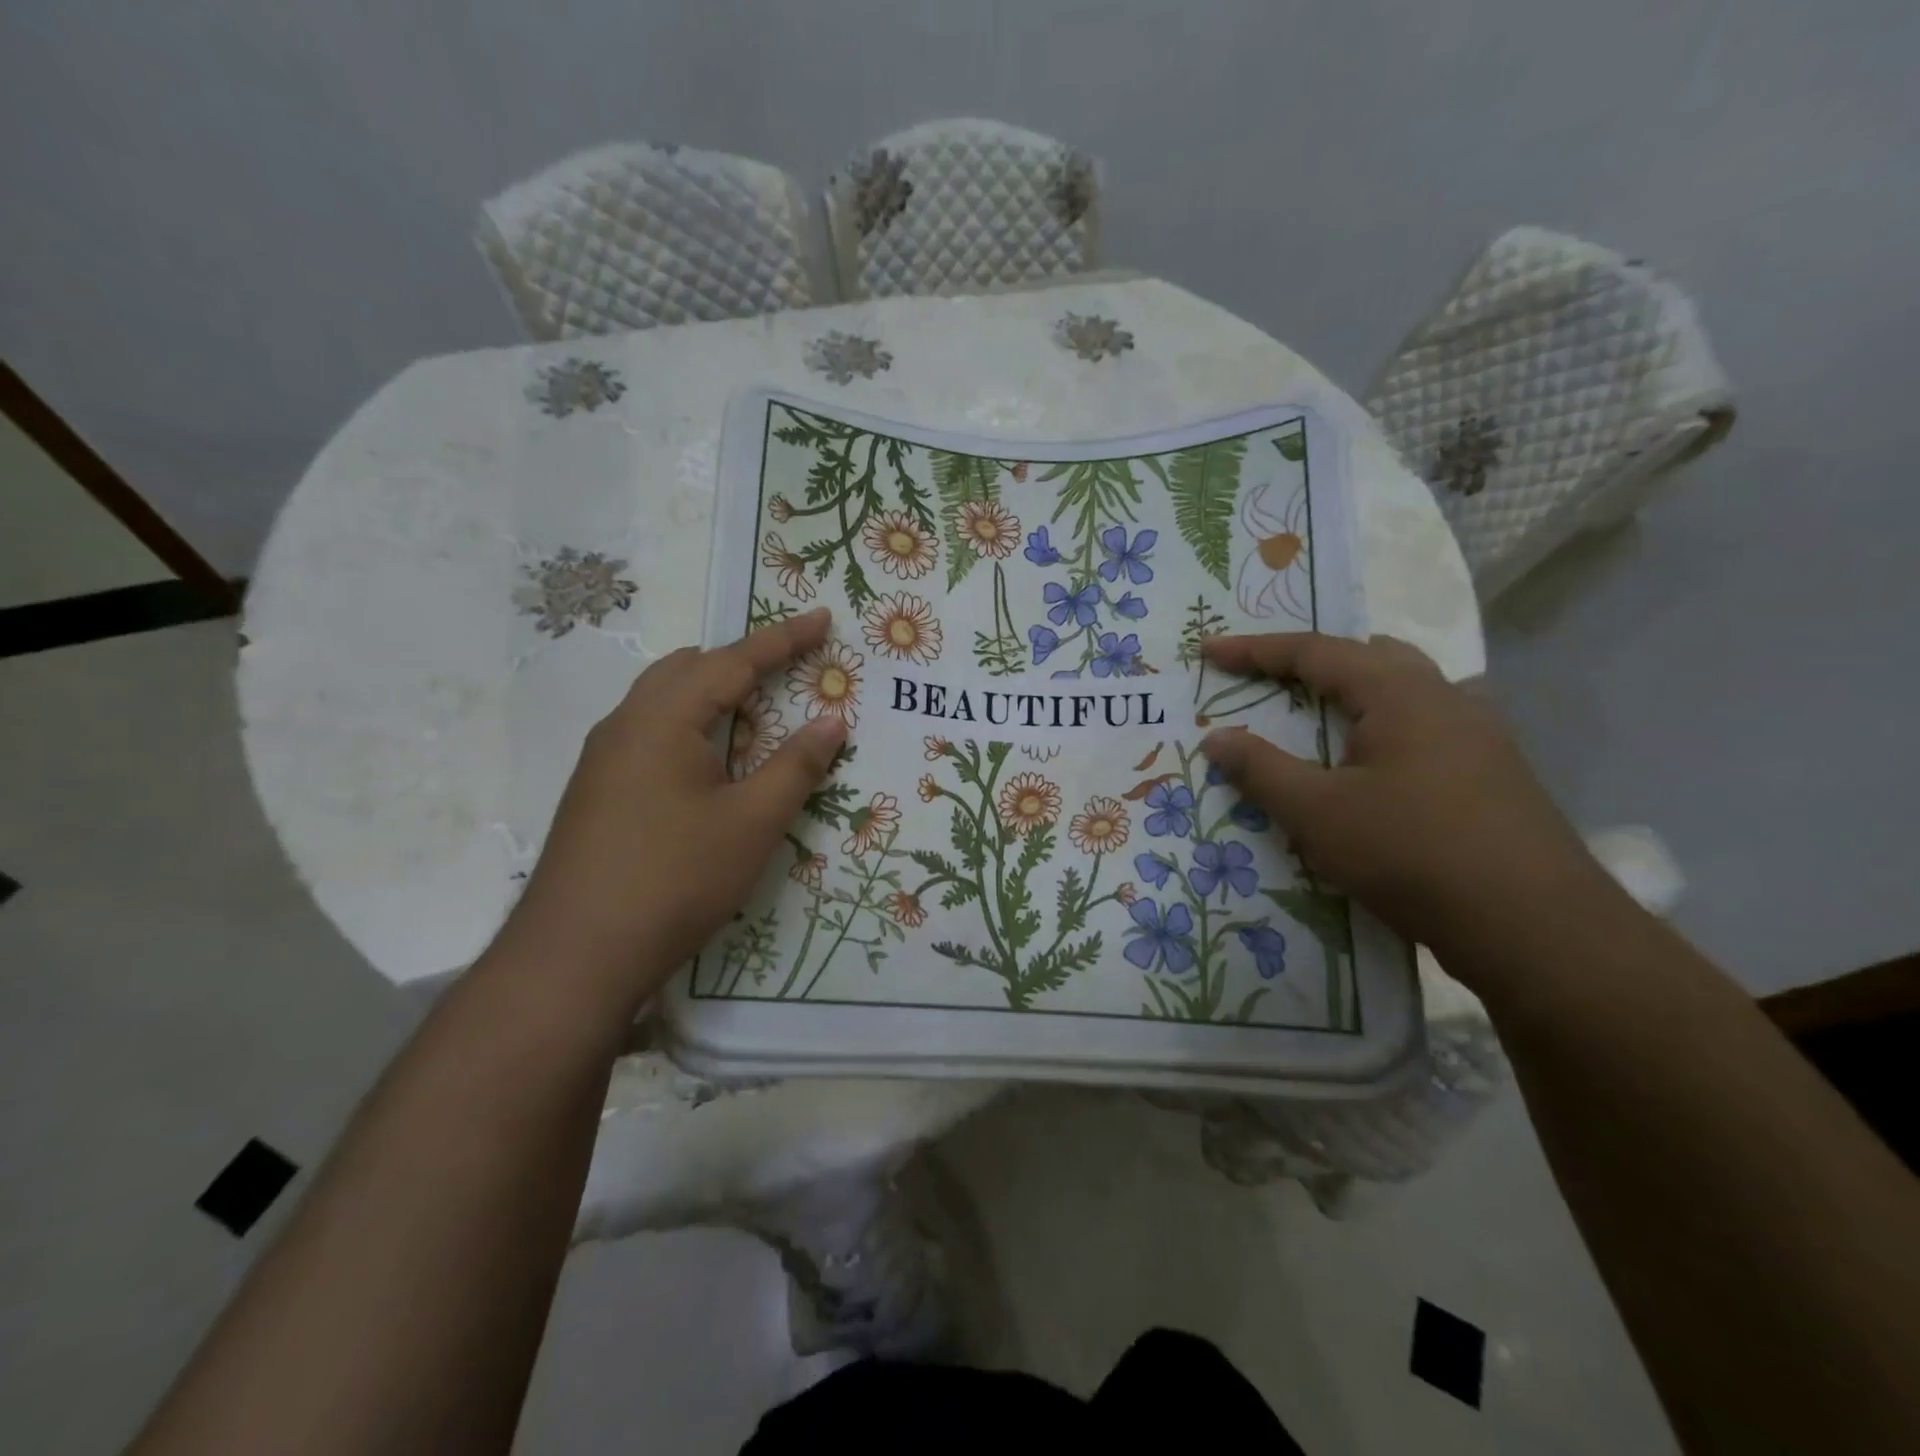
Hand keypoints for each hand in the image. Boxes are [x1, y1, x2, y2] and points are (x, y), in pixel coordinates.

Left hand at [501, 609, 845, 1013]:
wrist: (575, 955)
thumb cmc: (675, 878)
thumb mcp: (752, 822)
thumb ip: (797, 765)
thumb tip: (833, 720)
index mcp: (663, 718)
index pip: (733, 661)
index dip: (783, 640)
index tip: (822, 619)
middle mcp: (626, 723)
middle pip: (690, 669)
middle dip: (743, 664)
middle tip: (791, 674)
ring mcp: (604, 758)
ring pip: (665, 701)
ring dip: (714, 698)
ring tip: (757, 720)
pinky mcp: (597, 790)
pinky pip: (651, 733)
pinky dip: (691, 728)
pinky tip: (710, 767)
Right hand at [1199, 633, 1610, 968]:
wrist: (1535, 929)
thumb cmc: (1411, 853)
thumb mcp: (1317, 812)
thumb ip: (1260, 769)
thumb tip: (1215, 737)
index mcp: (1400, 693)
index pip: (1314, 652)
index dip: (1254, 651)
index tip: (1209, 652)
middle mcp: (1445, 698)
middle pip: (1368, 657)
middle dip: (1312, 662)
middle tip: (1268, 681)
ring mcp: (1478, 735)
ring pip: (1403, 692)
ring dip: (1352, 694)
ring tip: (1316, 720)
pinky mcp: (1493, 774)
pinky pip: (1423, 728)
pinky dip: (1382, 728)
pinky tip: (1375, 765)